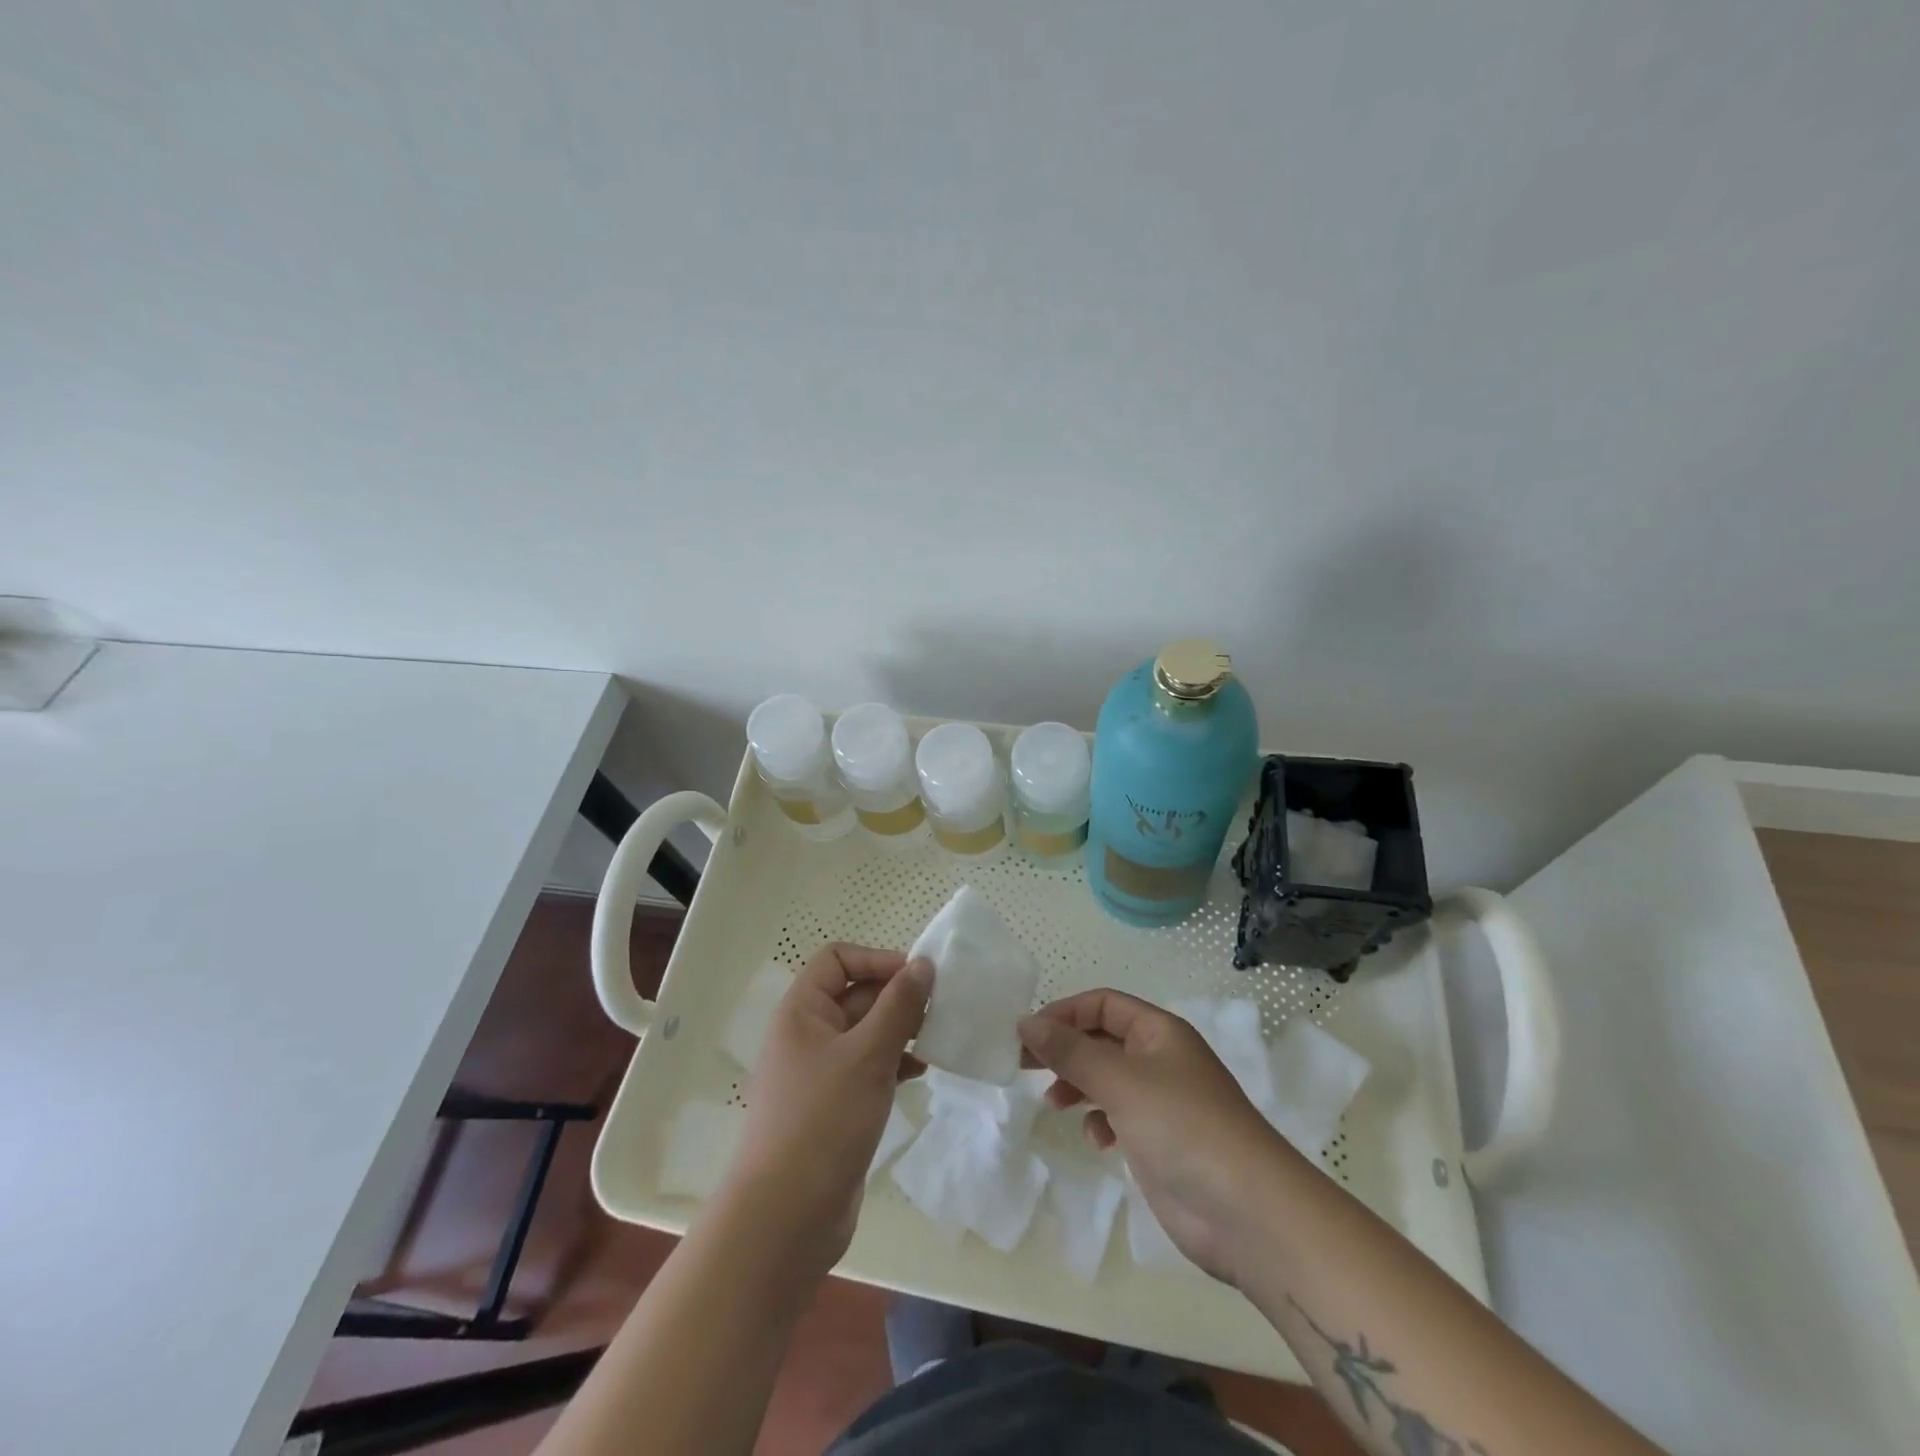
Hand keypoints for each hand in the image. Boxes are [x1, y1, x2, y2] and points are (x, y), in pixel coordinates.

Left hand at [728, 943, 931, 1274]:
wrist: (786, 1218)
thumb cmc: (823, 1121)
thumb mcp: (867, 1056)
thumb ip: (898, 1006)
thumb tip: (923, 963)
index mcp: (802, 1011)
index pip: (838, 959)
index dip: (877, 960)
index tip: (918, 979)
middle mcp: (808, 1034)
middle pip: (856, 994)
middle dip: (897, 997)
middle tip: (941, 1010)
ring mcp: (820, 1072)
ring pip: (866, 1032)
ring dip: (901, 1030)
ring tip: (938, 1039)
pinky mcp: (835, 1105)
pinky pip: (868, 1067)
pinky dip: (895, 1062)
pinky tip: (922, 1072)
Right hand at [1019, 990, 1286, 1281]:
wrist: (1246, 1212)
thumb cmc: (1182, 1126)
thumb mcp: (1120, 1080)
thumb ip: (1070, 1051)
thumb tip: (1026, 1023)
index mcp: (1159, 1032)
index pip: (1103, 1004)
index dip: (1065, 1013)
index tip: (1028, 1034)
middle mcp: (1161, 1060)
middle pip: (1102, 1040)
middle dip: (1064, 1050)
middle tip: (1023, 1065)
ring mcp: (1162, 1103)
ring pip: (1107, 1079)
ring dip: (1077, 1085)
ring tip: (1053, 1102)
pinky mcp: (1160, 1142)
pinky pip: (1118, 1117)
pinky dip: (1100, 1122)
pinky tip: (1095, 1139)